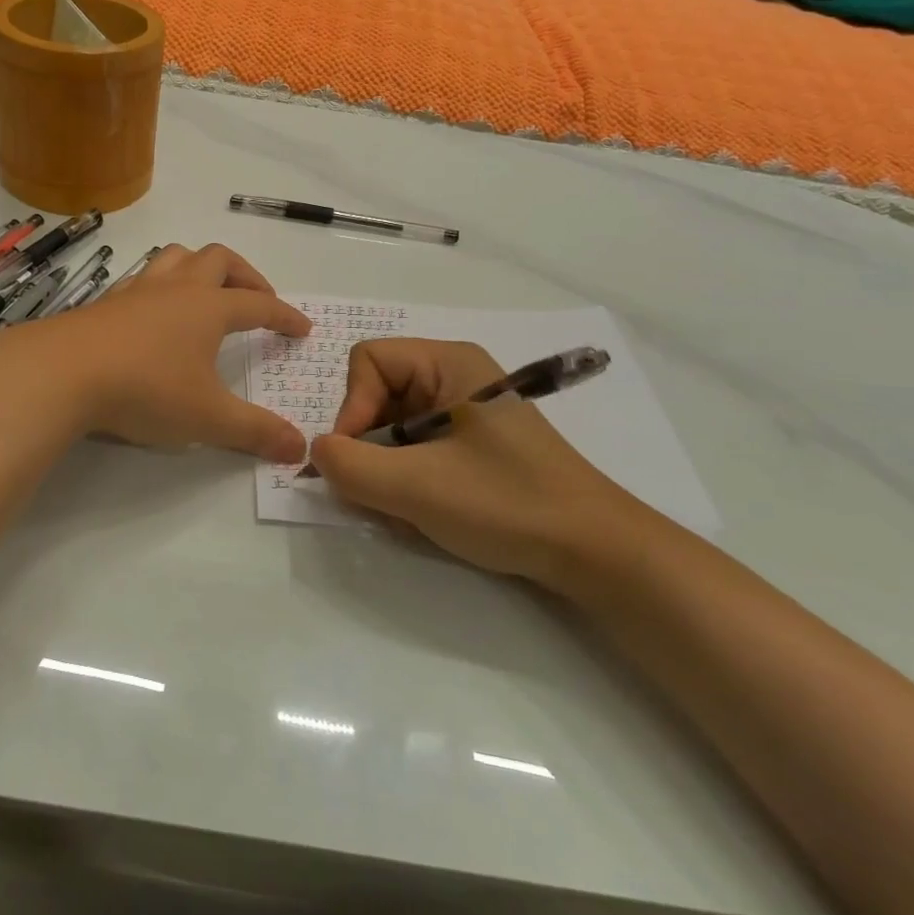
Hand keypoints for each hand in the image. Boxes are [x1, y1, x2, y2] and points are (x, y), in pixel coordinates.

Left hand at [48, 243, 311, 461]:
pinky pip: (143, 278)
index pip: (259, 305)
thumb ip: (256, 432)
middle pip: (219, 260)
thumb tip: (300, 448)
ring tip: (208, 292)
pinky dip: (161, 284)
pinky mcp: (107, 302)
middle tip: (257, 299)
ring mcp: (138, 291)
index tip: (301, 327)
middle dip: (246, 275)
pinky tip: (154, 310)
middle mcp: (177, 289)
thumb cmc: (146, 389)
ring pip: (177, 257)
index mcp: (209, 308)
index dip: (284, 316)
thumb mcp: (208, 418)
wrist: (63, 373)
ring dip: (201, 267)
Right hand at [309, 339, 646, 589]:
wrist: (596, 552)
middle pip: (379, 393)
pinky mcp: (476, 443)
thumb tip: (317, 452)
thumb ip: (349, 466)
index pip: (367, 361)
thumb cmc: (506, 502)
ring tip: (408, 507)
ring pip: (395, 425)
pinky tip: (427, 510)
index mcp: (449, 362)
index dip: (351, 407)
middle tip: (380, 491)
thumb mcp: (416, 486)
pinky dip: (409, 477)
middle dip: (369, 444)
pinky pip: (419, 446)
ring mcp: (467, 410)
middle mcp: (456, 375)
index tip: (357, 459)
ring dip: (388, 467)